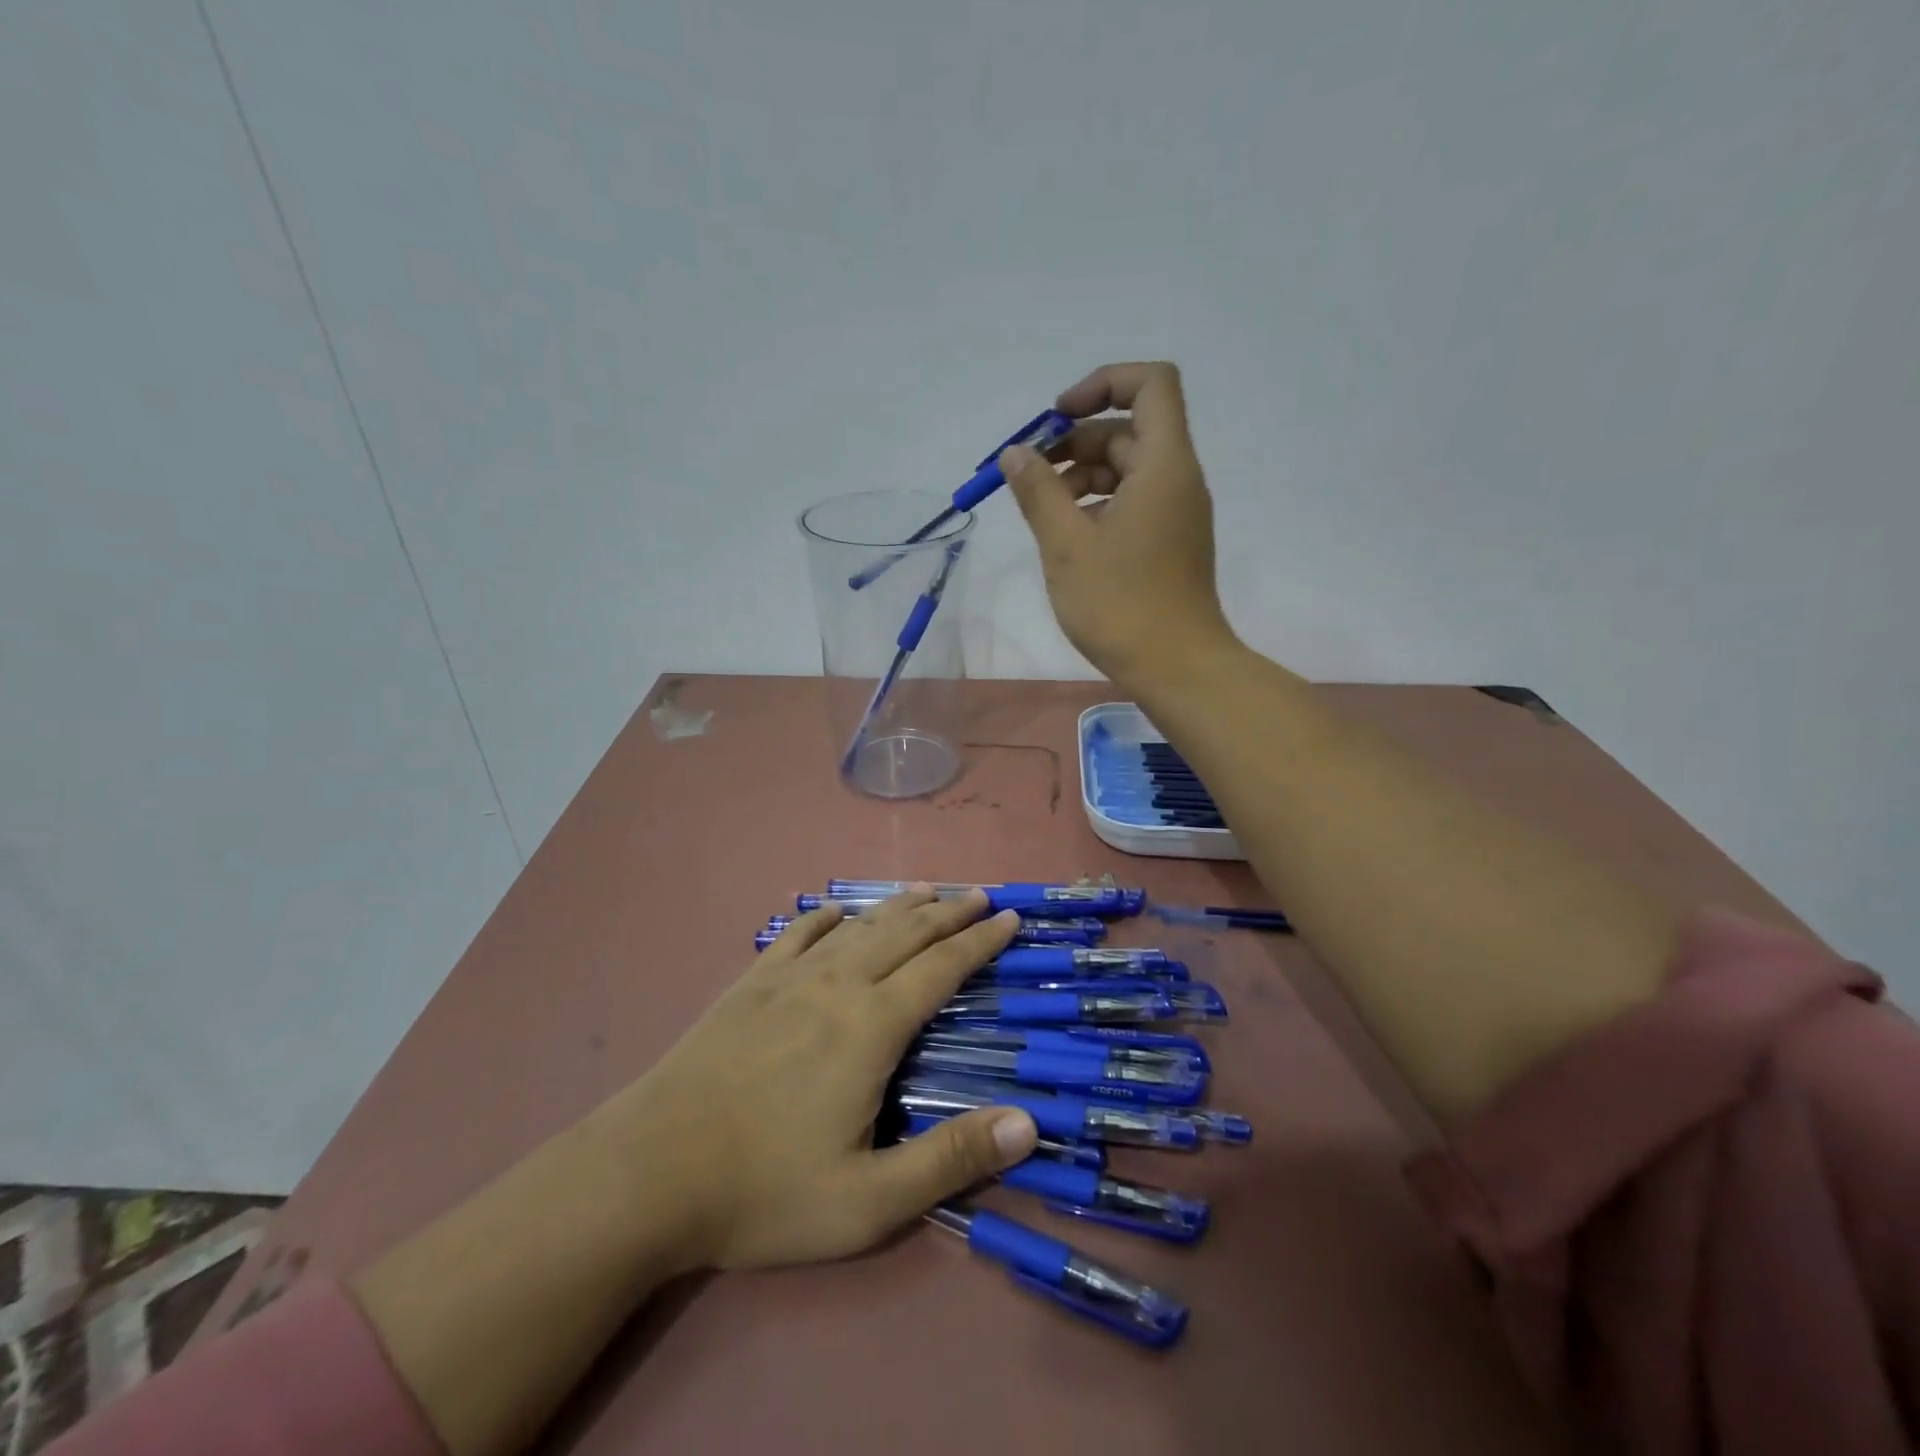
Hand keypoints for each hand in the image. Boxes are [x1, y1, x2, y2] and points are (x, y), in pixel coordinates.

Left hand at [599, 887, 1038, 1270]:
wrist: (649, 1172)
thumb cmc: (765, 1190)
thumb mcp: (869, 1201)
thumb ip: (950, 1159)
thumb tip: (1028, 1124)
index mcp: (872, 1027)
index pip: (941, 968)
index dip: (980, 941)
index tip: (1009, 917)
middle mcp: (837, 986)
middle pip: (905, 934)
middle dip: (948, 912)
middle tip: (979, 893)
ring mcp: (788, 980)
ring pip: (858, 927)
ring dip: (898, 906)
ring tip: (926, 890)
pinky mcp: (749, 986)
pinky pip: (796, 934)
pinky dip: (824, 917)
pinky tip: (835, 911)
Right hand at [1001, 361, 1236, 688]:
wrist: (1177, 668)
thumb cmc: (1121, 605)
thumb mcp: (1067, 545)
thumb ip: (1039, 492)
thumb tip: (1016, 453)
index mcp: (1164, 465)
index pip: (1151, 383)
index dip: (1102, 384)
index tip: (1057, 418)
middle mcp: (1178, 479)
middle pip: (1129, 430)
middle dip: (1075, 441)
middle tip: (1030, 475)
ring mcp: (1176, 513)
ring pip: (1127, 470)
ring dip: (1081, 477)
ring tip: (1042, 512)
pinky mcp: (1169, 542)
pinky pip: (1132, 502)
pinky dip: (1097, 505)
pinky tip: (1067, 537)